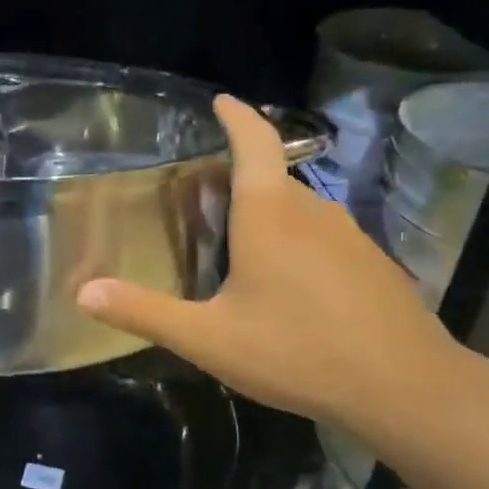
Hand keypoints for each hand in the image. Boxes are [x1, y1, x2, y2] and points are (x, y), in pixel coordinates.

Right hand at [76, 95, 463, 432]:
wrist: (405, 388)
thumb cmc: (297, 351)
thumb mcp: (209, 338)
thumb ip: (145, 312)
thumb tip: (83, 292)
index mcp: (269, 214)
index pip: (254, 142)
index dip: (237, 117)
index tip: (221, 101)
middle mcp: (312, 211)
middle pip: (272, 179)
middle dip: (239, 179)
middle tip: (204, 198)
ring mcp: (350, 236)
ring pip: (299, 210)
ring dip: (269, 214)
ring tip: (240, 244)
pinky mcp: (372, 264)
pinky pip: (323, 237)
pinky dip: (298, 243)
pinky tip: (289, 286)